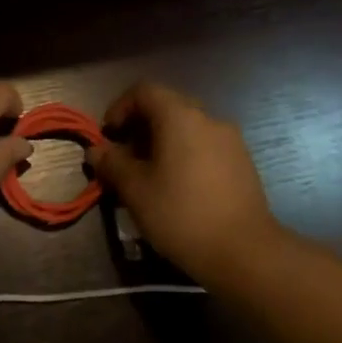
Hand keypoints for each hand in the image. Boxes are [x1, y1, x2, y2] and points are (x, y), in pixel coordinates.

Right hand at [87, 81, 283, 281]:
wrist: (245, 252)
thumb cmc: (181, 214)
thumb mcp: (135, 190)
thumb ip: (112, 164)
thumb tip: (96, 150)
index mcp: (180, 117)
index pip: (144, 91)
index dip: (120, 107)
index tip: (108, 136)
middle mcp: (208, 119)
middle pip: (167, 107)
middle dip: (140, 128)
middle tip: (124, 159)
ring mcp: (230, 141)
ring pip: (187, 129)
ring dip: (162, 144)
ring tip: (148, 178)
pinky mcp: (243, 163)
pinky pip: (204, 147)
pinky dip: (184, 156)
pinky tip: (177, 189)